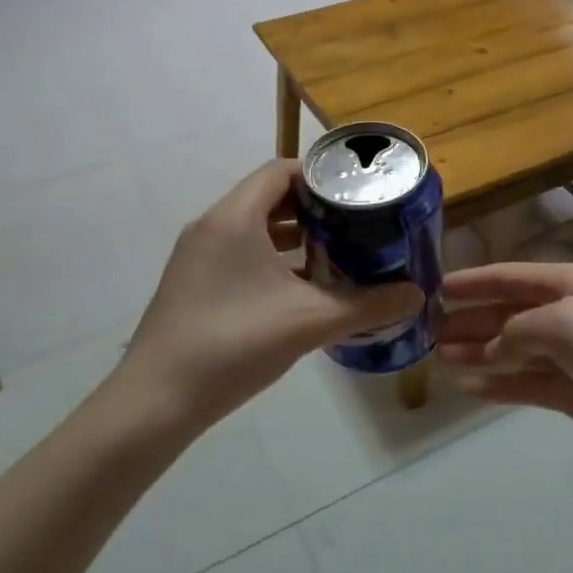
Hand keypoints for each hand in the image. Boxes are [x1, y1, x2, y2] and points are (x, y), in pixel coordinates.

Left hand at [119, 161, 422, 427]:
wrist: (156, 401)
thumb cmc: (234, 344)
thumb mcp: (310, 322)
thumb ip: (367, 305)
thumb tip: (417, 295)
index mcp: (235, 217)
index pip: (281, 170)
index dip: (321, 176)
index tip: (357, 194)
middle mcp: (212, 225)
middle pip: (268, 196)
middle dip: (313, 208)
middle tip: (354, 224)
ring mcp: (197, 255)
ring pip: (253, 226)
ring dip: (292, 235)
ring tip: (334, 253)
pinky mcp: (192, 282)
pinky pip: (238, 252)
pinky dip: (270, 258)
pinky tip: (298, 289)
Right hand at [439, 262, 572, 473]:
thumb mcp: (569, 324)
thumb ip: (520, 330)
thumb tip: (492, 347)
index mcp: (567, 285)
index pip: (508, 277)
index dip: (472, 282)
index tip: (434, 288)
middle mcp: (565, 315)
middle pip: (505, 313)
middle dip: (468, 320)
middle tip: (426, 332)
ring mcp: (570, 356)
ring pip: (511, 350)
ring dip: (477, 352)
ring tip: (439, 359)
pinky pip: (526, 384)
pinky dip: (499, 384)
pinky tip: (471, 388)